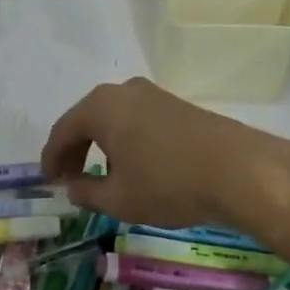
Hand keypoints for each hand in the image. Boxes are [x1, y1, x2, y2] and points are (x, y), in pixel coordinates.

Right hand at [39, 78, 289, 235]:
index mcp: (100, 107)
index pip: (62, 131)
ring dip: (101, 144)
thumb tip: (73, 187)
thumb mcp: (119, 199)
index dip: (51, 158)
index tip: (49, 181)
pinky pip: (137, 120)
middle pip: (87, 119)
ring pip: (114, 118)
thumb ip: (87, 192)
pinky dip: (125, 140)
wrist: (240, 171)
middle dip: (75, 149)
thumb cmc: (168, 184)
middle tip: (69, 177)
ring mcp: (153, 94)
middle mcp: (123, 91)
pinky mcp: (177, 105)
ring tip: (100, 173)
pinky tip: (133, 163)